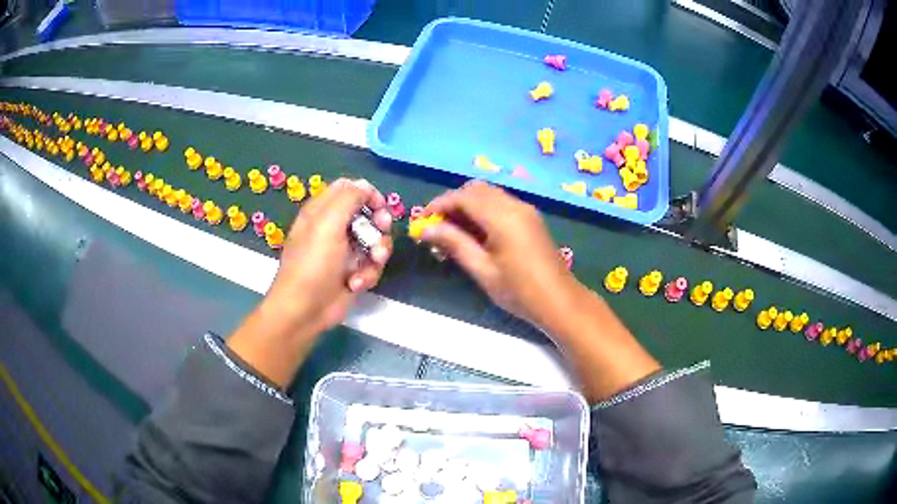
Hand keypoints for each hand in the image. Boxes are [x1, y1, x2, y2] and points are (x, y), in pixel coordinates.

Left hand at [268, 178, 393, 335]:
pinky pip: (372, 265)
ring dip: (377, 252)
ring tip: (372, 263)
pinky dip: (368, 274)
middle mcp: (334, 228)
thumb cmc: (313, 264)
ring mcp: (345, 252)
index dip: (367, 194)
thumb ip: (348, 198)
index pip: (349, 189)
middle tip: (382, 229)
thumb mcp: (328, 224)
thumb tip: (366, 186)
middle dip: (378, 223)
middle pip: (367, 214)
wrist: (305, 310)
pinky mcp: (353, 273)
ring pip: (374, 241)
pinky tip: (355, 284)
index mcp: (322, 211)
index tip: (380, 205)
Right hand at [422, 181, 658, 401]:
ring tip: (453, 234)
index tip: (422, 221)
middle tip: (437, 228)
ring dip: (467, 207)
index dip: (439, 205)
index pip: (463, 197)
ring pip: (488, 195)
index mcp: (502, 216)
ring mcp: (525, 210)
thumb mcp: (482, 269)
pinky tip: (475, 235)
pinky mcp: (530, 219)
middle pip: (476, 190)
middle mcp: (515, 205)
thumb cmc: (519, 291)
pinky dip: (483, 211)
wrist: (560, 301)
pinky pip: (500, 204)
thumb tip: (426, 229)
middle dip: (453, 203)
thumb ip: (454, 244)